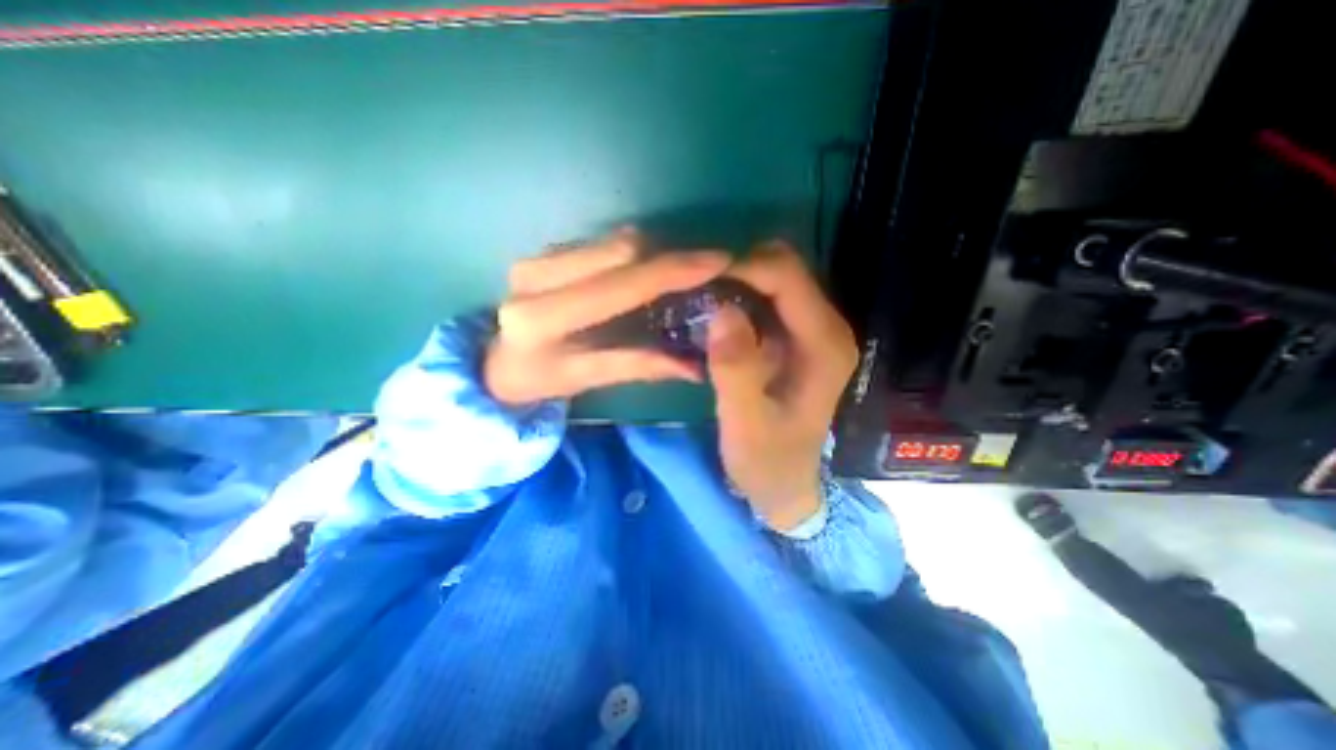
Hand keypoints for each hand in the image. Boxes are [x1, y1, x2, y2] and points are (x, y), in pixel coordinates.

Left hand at [482, 227, 727, 406]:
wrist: (493, 361)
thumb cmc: (539, 379)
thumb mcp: (588, 379)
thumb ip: (640, 366)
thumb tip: (697, 367)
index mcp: (544, 318)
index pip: (619, 286)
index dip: (671, 271)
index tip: (717, 261)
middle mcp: (536, 277)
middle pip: (620, 250)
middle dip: (669, 258)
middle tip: (704, 270)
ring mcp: (536, 257)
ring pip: (612, 241)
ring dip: (652, 254)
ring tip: (676, 274)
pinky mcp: (541, 251)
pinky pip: (600, 243)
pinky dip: (631, 254)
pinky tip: (641, 274)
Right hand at [708, 244, 856, 529]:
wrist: (786, 485)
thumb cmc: (767, 461)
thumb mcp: (745, 424)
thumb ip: (735, 370)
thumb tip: (722, 310)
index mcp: (823, 345)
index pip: (787, 277)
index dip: (742, 267)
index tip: (698, 279)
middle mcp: (827, 329)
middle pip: (786, 269)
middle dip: (739, 269)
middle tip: (696, 288)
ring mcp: (814, 332)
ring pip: (777, 279)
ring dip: (738, 281)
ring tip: (700, 298)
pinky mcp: (797, 340)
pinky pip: (769, 299)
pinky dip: (741, 296)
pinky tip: (715, 314)